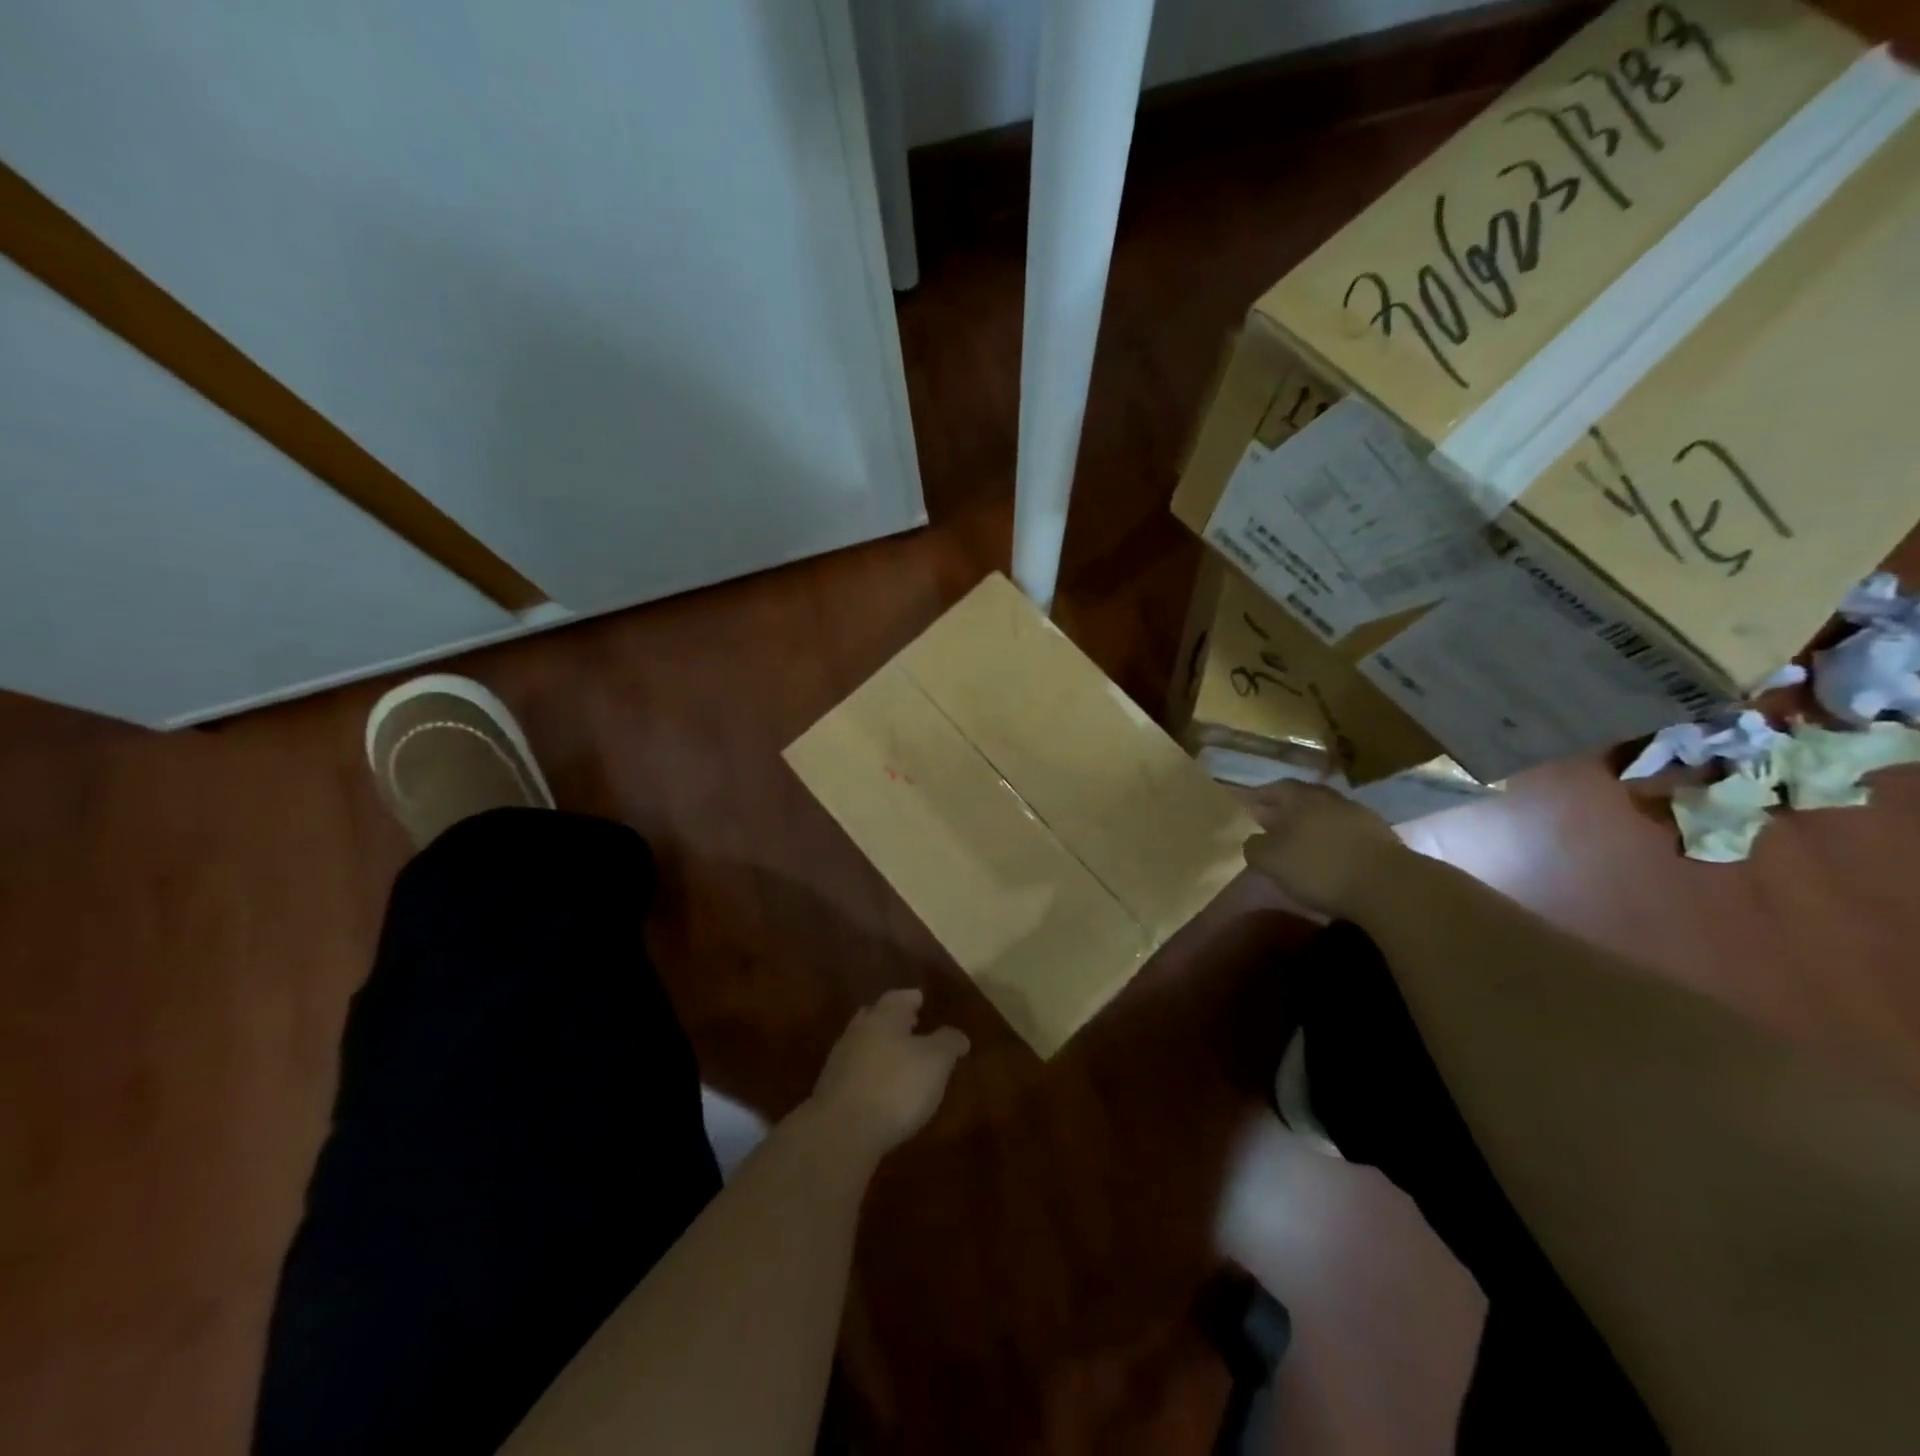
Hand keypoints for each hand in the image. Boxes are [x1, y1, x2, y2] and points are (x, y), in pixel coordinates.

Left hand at [808, 989, 968, 1160]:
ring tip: (900, 1060)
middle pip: (876, 1016)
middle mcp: (859, 1030)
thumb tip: (959, 1035)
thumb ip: (948, 1043)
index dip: (913, 998)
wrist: (841, 1132)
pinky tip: (881, 1088)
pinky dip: (870, 1072)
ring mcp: (841, 1060)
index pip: (899, 997)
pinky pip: (856, 1071)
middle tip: (912, 1025)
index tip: (922, 1000)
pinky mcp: (831, 1090)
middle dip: (893, 1020)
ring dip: (880, 1047)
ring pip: (864, 1043)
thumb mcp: (936, 1062)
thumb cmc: (895, 1087)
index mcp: (884, 1016)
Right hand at [1242, 780, 1405, 918]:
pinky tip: (1331, 855)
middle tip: (1273, 823)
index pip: (1276, 788)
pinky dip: (1334, 839)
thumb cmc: (1319, 868)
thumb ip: (1254, 847)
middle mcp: (1330, 799)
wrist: (1388, 885)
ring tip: (1301, 841)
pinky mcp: (1381, 837)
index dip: (1260, 796)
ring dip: (1313, 824)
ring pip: (1327, 814)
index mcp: (1301, 799)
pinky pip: (1347, 832)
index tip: (1249, 805)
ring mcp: (1359, 816)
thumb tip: (1253, 840)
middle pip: (1304, 798)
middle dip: (1286, 809)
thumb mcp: (1271, 861)